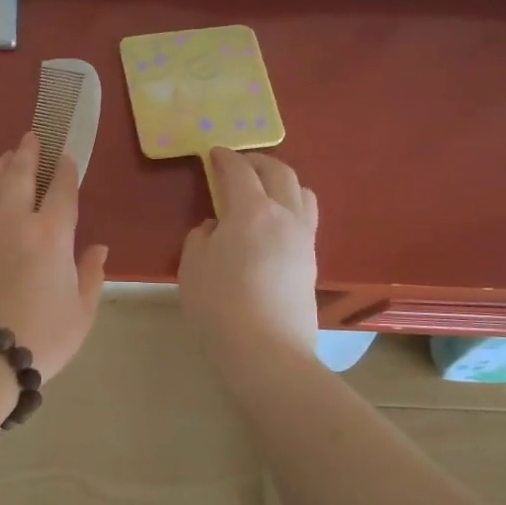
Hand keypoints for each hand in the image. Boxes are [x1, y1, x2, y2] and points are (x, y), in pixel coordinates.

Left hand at [0, 132, 108, 378]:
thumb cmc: (39, 338)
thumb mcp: (80, 314)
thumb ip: (91, 276)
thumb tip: (99, 249)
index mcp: (51, 235)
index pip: (62, 191)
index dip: (66, 171)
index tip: (67, 157)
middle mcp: (13, 221)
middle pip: (19, 174)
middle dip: (27, 153)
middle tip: (31, 139)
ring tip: (6, 158)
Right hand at [178, 147, 319, 377]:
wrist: (267, 350)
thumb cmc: (219, 305)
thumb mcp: (193, 267)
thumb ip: (201, 238)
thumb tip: (215, 228)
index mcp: (252, 211)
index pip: (239, 172)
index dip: (225, 158)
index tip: (214, 153)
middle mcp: (285, 216)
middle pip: (280, 173)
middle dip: (258, 162)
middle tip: (239, 165)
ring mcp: (304, 239)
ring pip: (303, 193)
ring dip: (283, 182)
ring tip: (265, 191)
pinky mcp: (312, 262)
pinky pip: (306, 219)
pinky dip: (291, 208)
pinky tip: (274, 226)